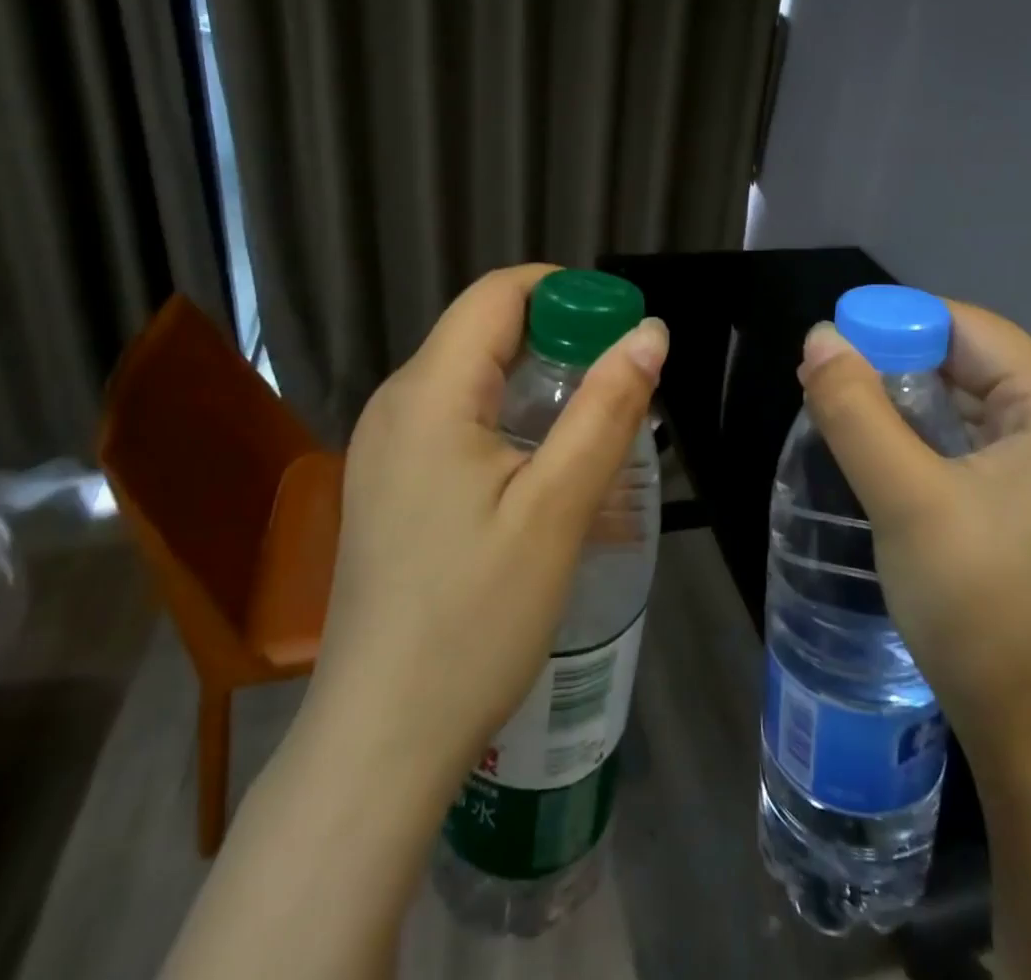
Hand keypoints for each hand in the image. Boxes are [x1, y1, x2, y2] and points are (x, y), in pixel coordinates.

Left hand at [300, 264, 668, 798]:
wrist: (381, 739)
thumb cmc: (474, 619)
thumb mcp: (557, 509)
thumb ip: (607, 410)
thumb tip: (650, 332)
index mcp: (429, 392)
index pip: (498, 293)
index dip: (565, 291)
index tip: (621, 326)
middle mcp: (396, 403)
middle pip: (483, 330)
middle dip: (558, 337)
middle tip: (620, 383)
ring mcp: (384, 445)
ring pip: (471, 376)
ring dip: (537, 381)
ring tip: (593, 425)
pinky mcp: (388, 482)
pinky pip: (454, 418)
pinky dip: (507, 418)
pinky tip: (542, 468)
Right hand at [798, 300, 1030, 761]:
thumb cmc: (979, 606)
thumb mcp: (904, 498)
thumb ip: (855, 408)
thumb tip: (821, 336)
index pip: (968, 329)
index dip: (895, 323)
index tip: (832, 345)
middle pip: (973, 361)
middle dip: (896, 362)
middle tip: (827, 380)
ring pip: (972, 400)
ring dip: (908, 399)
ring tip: (843, 410)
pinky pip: (980, 439)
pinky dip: (930, 433)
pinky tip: (886, 449)